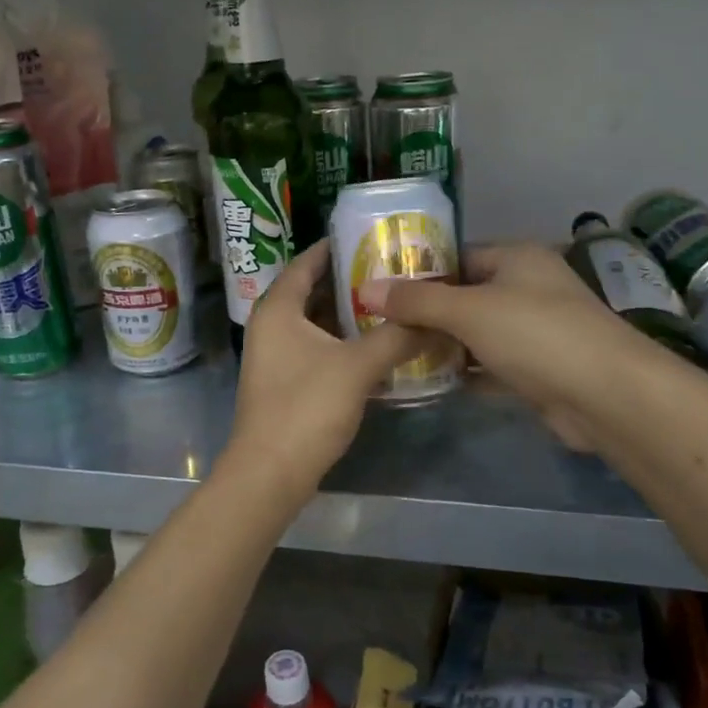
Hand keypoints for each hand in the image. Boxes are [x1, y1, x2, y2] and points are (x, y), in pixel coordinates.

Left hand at [225, 242, 427, 494]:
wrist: (271, 472)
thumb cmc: (307, 407)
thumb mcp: (358, 366)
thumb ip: (397, 337)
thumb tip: (436, 319)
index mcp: (278, 309)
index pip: (305, 264)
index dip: (332, 247)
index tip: (366, 236)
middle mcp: (271, 326)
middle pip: (310, 292)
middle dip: (347, 280)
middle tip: (389, 269)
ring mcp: (275, 356)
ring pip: (314, 323)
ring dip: (347, 314)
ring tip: (389, 302)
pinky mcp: (284, 382)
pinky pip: (315, 347)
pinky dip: (341, 341)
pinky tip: (374, 344)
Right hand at [356, 243, 637, 452]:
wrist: (606, 395)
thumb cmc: (535, 334)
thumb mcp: (469, 311)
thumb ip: (417, 302)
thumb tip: (366, 289)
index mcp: (517, 259)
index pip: (458, 257)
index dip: (420, 272)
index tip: (380, 290)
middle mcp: (527, 288)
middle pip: (465, 296)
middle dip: (426, 313)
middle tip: (379, 326)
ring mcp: (534, 331)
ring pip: (476, 333)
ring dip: (443, 345)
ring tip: (394, 353)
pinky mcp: (536, 370)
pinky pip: (489, 365)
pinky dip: (464, 372)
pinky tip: (428, 381)